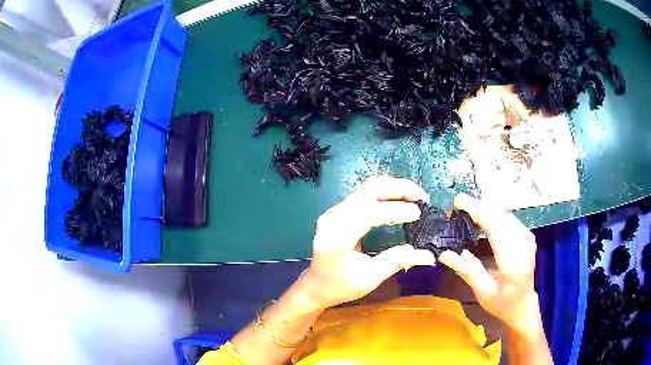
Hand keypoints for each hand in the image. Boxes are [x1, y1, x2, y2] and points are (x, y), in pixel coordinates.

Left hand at [300, 176, 435, 309]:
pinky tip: (399, 200)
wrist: (315, 287)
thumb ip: (398, 261)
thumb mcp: (370, 278)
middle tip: (422, 197)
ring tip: (415, 197)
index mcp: (338, 234)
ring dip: (394, 188)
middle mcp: (334, 216)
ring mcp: (335, 211)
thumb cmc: (339, 286)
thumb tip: (428, 254)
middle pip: (370, 189)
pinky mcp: (339, 211)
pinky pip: (364, 194)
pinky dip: (385, 193)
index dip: (397, 210)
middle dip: (399, 188)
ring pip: (367, 188)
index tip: (419, 214)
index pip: (371, 212)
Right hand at [439, 194, 540, 333]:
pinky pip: (508, 217)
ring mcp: (526, 237)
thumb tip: (445, 254)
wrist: (523, 305)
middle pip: (500, 215)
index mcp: (512, 260)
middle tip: (458, 204)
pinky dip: (493, 214)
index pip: (495, 226)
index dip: (477, 210)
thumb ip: (468, 271)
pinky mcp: (526, 235)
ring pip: (505, 213)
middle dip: (479, 206)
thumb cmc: (502, 303)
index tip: (459, 201)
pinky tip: (482, 217)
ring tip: (467, 209)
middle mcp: (523, 243)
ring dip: (486, 208)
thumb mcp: (483, 293)